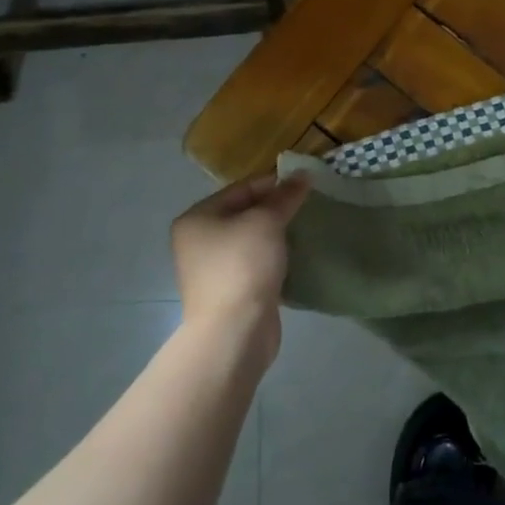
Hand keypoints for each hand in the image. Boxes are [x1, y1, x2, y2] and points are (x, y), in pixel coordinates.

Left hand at [170, 174, 310, 358]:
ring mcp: (212, 269)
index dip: (274, 183)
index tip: (304, 185)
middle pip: (244, 213)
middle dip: (276, 209)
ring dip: (276, 234)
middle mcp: (198, 241)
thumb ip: (285, 196)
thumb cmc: (243, 265)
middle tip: (307, 206)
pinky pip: (255, 263)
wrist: (235, 330)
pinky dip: (274, 257)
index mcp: (197, 218)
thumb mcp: (267, 221)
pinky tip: (295, 255)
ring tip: (305, 229)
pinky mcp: (229, 291)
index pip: (241, 188)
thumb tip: (303, 174)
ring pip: (251, 239)